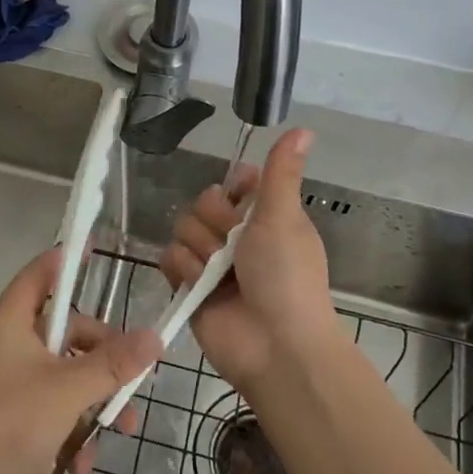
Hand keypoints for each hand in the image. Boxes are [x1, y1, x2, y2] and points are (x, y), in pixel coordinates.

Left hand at [0, 250, 161, 473]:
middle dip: (104, 359)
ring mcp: (12, 385)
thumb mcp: (69, 389)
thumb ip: (113, 363)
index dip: (68, 260)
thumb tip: (155, 337)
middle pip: (68, 333)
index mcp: (11, 322)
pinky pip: (56, 413)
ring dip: (96, 403)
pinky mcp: (15, 423)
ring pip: (68, 377)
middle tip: (135, 377)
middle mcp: (10, 346)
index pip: (40, 274)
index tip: (98, 250)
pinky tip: (80, 463)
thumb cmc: (10, 423)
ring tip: (121, 430)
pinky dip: (72, 433)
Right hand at [160, 128, 334, 394]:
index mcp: (265, 217)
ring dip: (201, 249)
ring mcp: (211, 263)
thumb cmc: (286, 275)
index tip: (242, 196)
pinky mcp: (188, 287)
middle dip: (215, 222)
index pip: (235, 183)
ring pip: (183, 228)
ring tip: (220, 272)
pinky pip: (169, 258)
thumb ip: (281, 172)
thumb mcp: (284, 216)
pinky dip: (183, 270)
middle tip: (236, 245)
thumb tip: (303, 128)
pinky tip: (199, 285)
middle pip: (203, 203)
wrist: (275, 345)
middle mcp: (237, 237)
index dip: (233, 189)